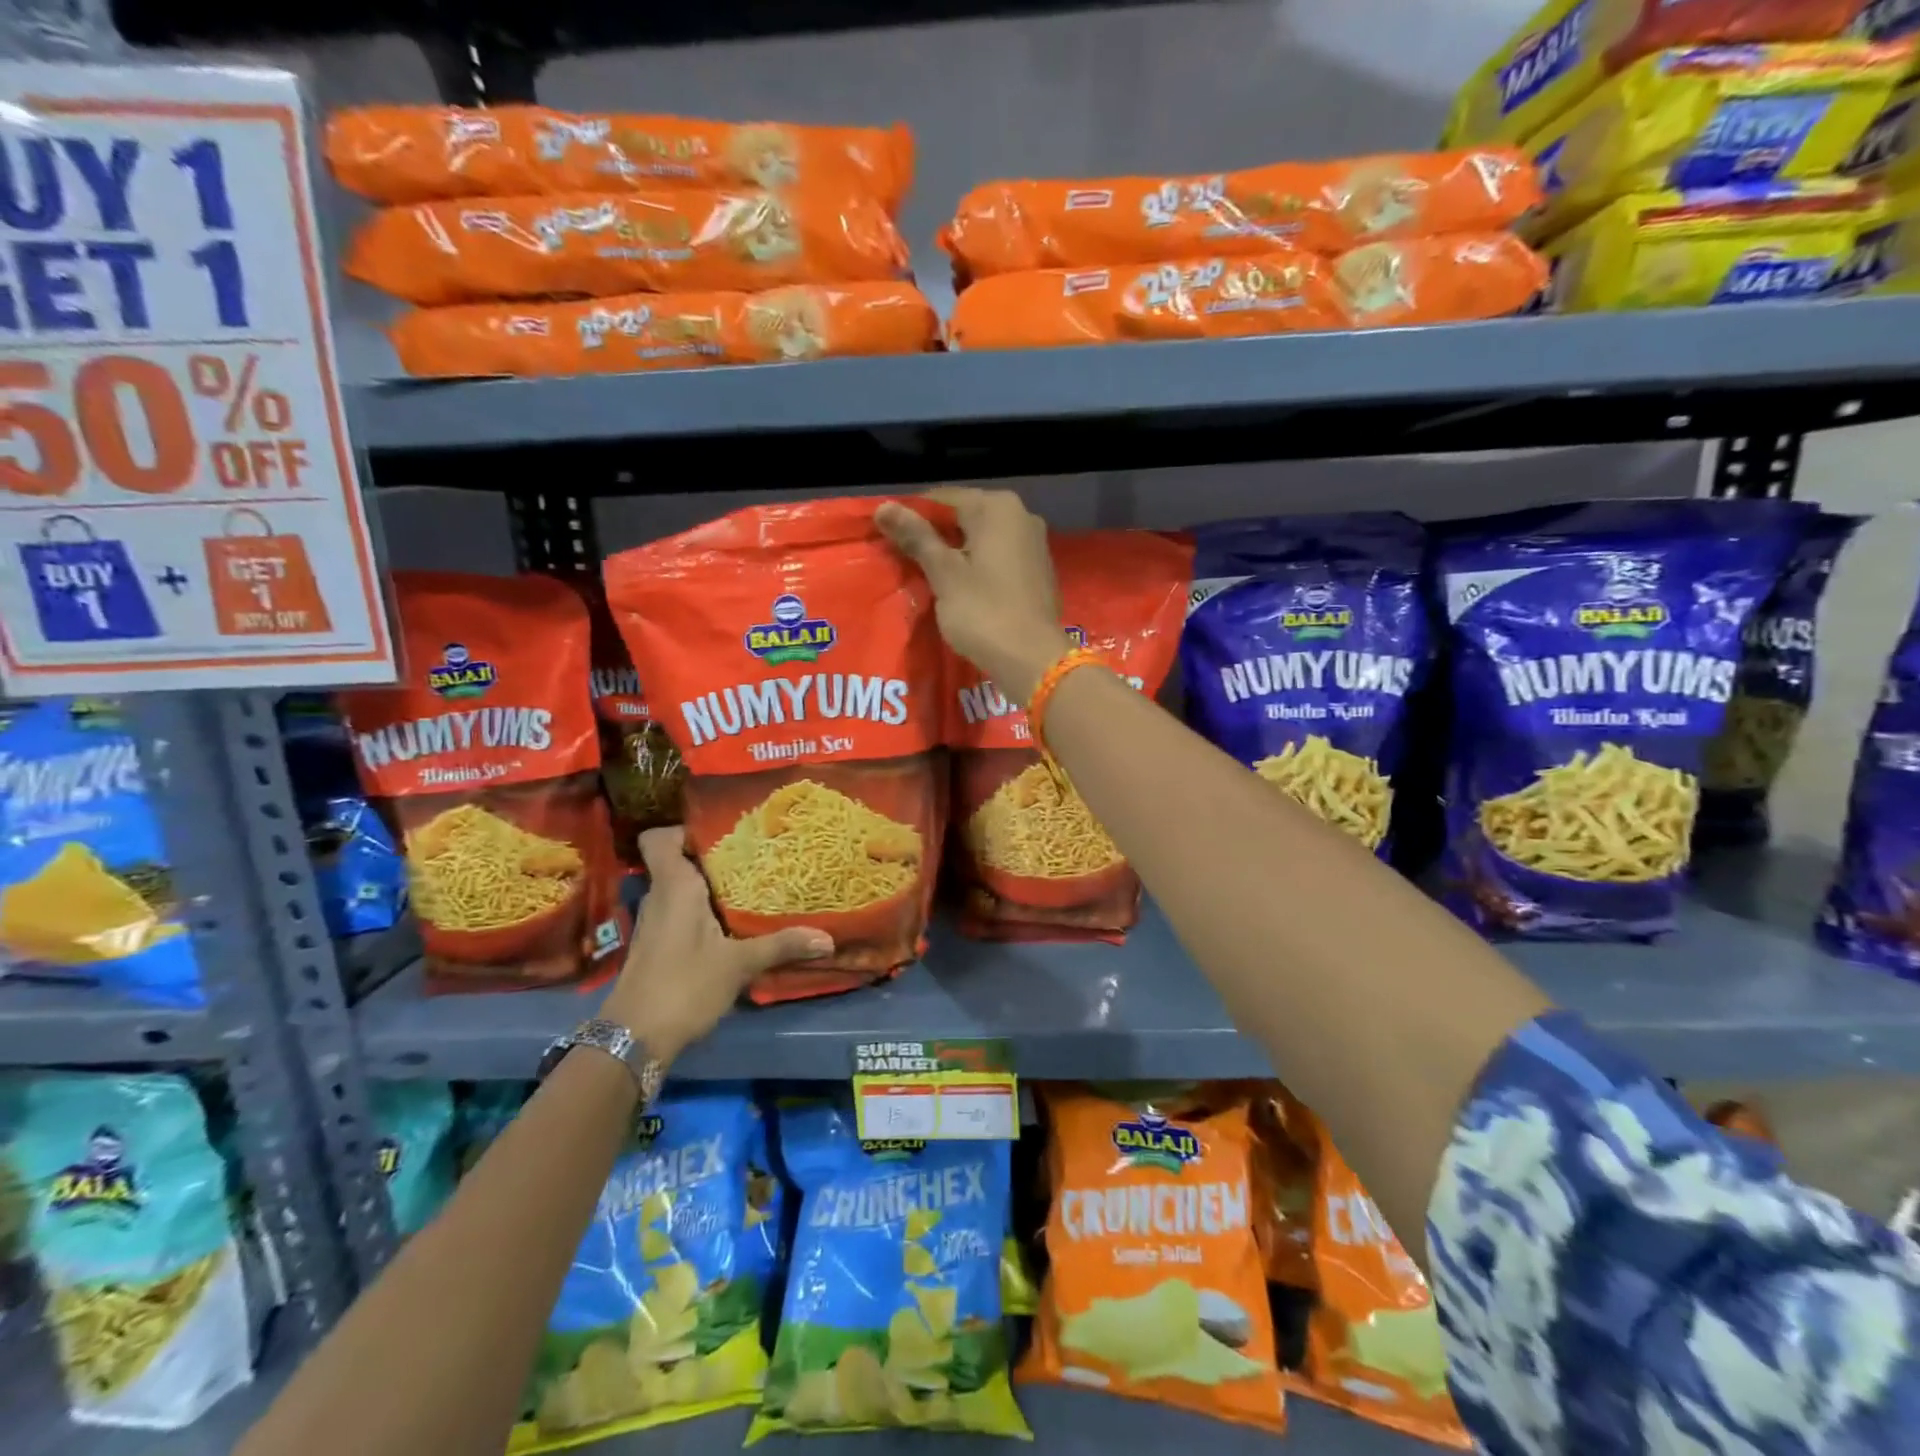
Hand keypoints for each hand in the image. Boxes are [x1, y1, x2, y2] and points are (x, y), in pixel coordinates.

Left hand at [600, 828, 832, 1062]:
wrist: (634, 1039)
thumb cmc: (684, 986)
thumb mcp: (738, 965)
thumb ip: (781, 946)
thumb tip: (827, 938)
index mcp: (674, 887)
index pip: (660, 838)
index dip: (684, 829)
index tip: (723, 832)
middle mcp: (660, 897)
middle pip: (678, 861)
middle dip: (713, 856)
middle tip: (754, 855)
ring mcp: (655, 922)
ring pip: (680, 888)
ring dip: (710, 886)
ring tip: (751, 884)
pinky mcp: (657, 945)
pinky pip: (680, 911)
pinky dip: (703, 910)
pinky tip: (732, 923)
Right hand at [876, 488, 1071, 701]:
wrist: (1033, 660)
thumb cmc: (984, 612)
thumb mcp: (944, 574)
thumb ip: (916, 537)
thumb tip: (883, 506)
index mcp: (997, 507)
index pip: (941, 498)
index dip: (911, 516)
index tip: (888, 538)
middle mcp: (1021, 515)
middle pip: (964, 516)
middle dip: (934, 535)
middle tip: (904, 560)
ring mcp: (1034, 543)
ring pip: (982, 539)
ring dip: (955, 553)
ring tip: (927, 576)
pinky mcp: (1038, 571)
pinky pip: (998, 559)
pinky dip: (977, 567)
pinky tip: (960, 589)